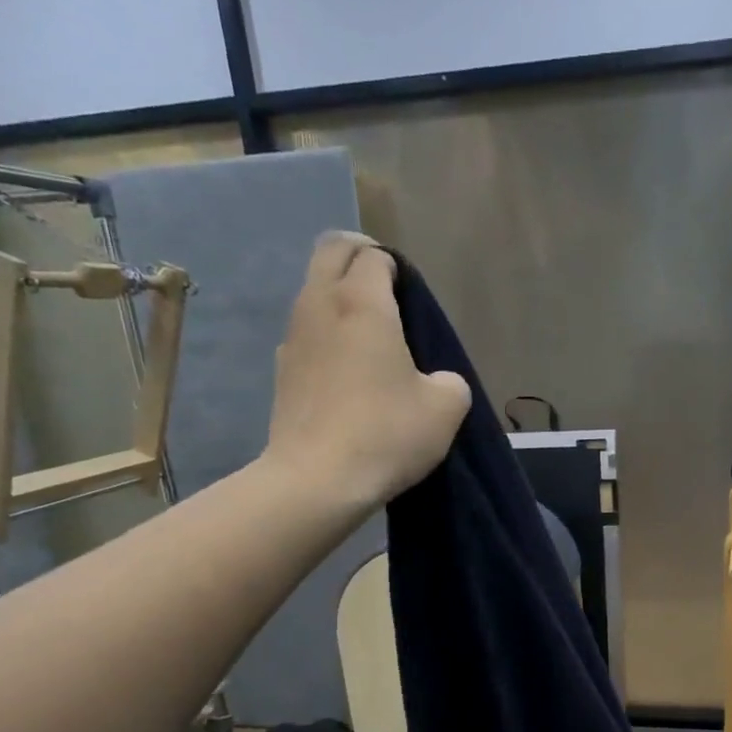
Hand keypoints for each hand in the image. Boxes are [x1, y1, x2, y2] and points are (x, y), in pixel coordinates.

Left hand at [261, 233, 470, 507]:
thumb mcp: (446, 409)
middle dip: (359, 257)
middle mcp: (320, 304)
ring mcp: (293, 336)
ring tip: (368, 333)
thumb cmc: (387, 434)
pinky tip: (345, 371)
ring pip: (314, 290)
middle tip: (386, 287)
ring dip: (339, 295)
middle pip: (332, 252)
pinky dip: (325, 333)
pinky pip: (306, 331)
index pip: (375, 256)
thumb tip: (437, 380)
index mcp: (362, 303)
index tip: (412, 297)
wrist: (318, 480)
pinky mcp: (281, 369)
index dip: (396, 268)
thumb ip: (450, 381)